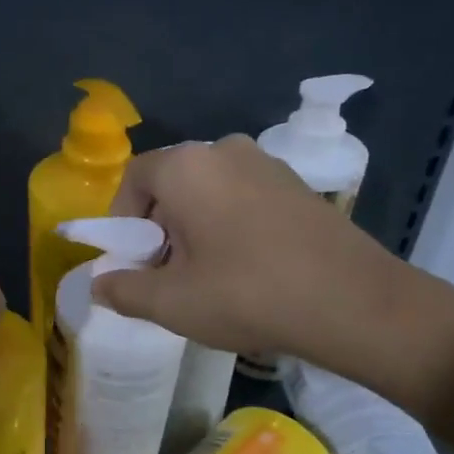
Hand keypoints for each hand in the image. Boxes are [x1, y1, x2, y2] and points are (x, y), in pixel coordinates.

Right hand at [92, 137, 453, 407]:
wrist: (356, 303)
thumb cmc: (248, 295)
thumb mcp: (172, 303)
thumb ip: (123, 291)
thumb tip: (98, 285)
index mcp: (187, 166)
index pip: (133, 179)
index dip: (121, 221)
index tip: (131, 262)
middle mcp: (225, 150)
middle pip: (171, 183)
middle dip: (157, 227)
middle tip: (165, 273)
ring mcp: (267, 163)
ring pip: (207, 190)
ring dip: (193, 226)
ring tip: (206, 274)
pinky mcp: (297, 184)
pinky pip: (242, 196)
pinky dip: (228, 223)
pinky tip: (245, 266)